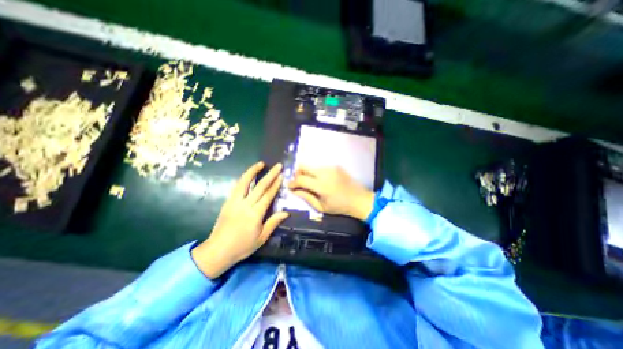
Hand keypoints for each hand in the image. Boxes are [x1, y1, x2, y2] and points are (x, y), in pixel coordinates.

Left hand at [191, 162, 288, 278]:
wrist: (217, 251)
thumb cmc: (242, 246)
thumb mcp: (262, 238)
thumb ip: (273, 222)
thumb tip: (286, 212)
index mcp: (255, 214)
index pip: (268, 195)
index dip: (275, 185)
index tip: (281, 175)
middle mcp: (245, 205)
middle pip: (259, 186)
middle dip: (270, 174)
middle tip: (277, 166)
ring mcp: (234, 202)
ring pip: (244, 183)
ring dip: (253, 171)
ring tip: (260, 164)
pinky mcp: (227, 203)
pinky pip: (236, 188)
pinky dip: (242, 179)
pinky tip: (247, 175)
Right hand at [289, 166, 373, 220]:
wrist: (359, 199)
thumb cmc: (340, 207)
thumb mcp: (321, 207)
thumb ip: (306, 197)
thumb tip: (294, 191)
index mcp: (321, 185)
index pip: (300, 179)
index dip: (292, 183)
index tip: (289, 186)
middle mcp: (324, 172)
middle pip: (303, 166)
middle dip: (297, 173)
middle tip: (298, 182)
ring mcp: (331, 167)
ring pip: (312, 166)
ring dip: (307, 173)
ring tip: (311, 182)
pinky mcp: (336, 166)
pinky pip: (321, 167)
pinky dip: (316, 173)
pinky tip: (322, 180)